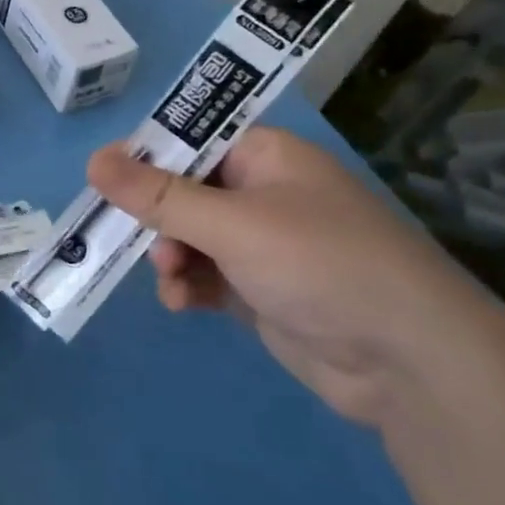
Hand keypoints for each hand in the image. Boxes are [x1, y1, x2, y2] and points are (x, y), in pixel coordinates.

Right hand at [88, 128, 483, 425]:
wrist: (411, 365)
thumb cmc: (321, 266)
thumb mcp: (231, 224)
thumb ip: (158, 196)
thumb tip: (92, 159)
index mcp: (266, 157)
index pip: (189, 139)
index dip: (145, 157)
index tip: (105, 180)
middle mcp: (263, 193)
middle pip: (182, 190)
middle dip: (156, 218)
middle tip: (134, 239)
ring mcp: (262, 244)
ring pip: (187, 235)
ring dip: (169, 256)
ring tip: (171, 280)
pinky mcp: (261, 289)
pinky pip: (205, 274)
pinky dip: (187, 285)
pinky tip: (181, 304)